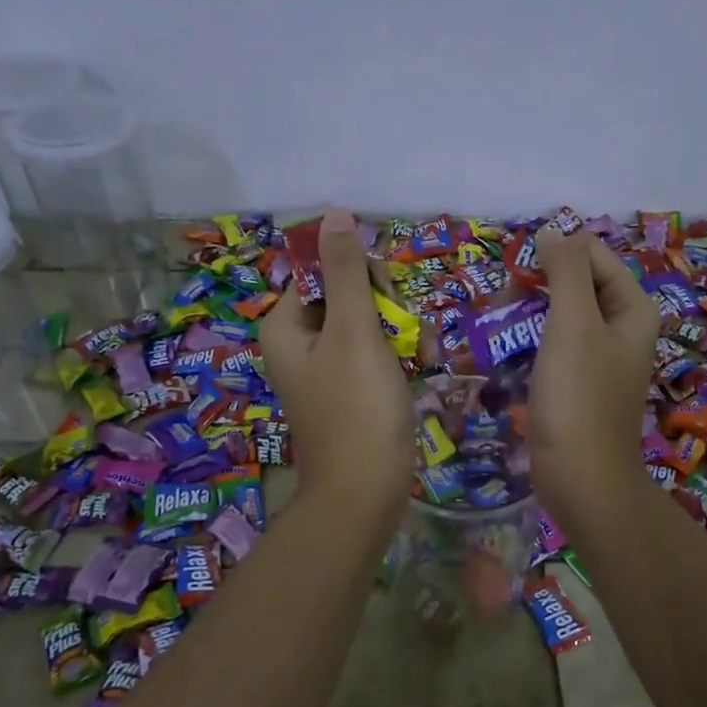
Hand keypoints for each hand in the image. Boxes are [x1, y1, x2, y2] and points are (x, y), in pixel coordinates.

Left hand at [260, 208, 413, 517]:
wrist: (365, 492)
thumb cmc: (358, 409)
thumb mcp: (354, 332)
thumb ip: (345, 272)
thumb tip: (332, 214)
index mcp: (285, 324)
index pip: (324, 269)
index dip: (362, 276)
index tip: (388, 300)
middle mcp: (300, 341)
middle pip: (349, 294)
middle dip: (387, 308)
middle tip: (406, 336)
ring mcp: (326, 366)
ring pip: (370, 322)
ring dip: (401, 332)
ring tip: (420, 358)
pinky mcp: (351, 388)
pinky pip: (376, 352)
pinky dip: (399, 356)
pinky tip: (421, 369)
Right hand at [528, 228, 659, 522]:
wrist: (581, 477)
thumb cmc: (579, 396)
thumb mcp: (574, 323)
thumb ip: (566, 270)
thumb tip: (553, 230)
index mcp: (632, 307)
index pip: (592, 255)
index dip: (553, 256)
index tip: (514, 276)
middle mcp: (621, 327)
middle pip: (575, 283)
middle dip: (535, 286)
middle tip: (502, 307)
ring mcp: (598, 357)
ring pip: (558, 314)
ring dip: (525, 315)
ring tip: (497, 331)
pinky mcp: (577, 382)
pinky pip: (551, 346)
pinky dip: (528, 343)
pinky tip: (504, 356)